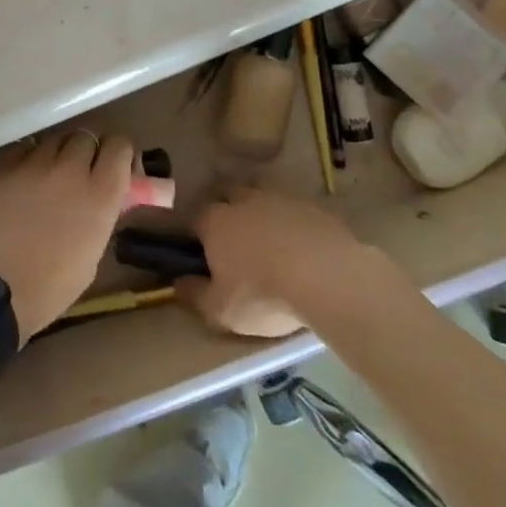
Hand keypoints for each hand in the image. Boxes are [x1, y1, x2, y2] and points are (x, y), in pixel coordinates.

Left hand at [0, 130, 133, 342]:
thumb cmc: (47, 289)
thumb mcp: (90, 257)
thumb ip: (101, 216)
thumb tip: (106, 198)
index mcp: (99, 195)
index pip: (120, 147)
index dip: (119, 155)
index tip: (113, 169)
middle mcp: (69, 170)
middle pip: (86, 137)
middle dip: (87, 154)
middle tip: (79, 177)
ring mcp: (32, 164)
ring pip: (54, 140)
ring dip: (57, 156)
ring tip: (47, 180)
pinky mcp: (1, 165)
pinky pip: (23, 150)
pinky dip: (27, 161)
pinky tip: (20, 183)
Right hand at [176, 188, 376, 338]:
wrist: (327, 278)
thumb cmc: (263, 294)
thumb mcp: (221, 310)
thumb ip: (195, 295)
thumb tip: (178, 283)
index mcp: (215, 221)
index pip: (195, 218)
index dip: (197, 234)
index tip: (202, 252)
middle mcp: (243, 201)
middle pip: (229, 197)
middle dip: (229, 211)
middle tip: (238, 241)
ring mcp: (280, 199)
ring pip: (264, 199)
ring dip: (263, 214)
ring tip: (272, 242)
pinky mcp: (313, 207)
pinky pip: (295, 211)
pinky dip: (294, 224)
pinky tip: (303, 247)